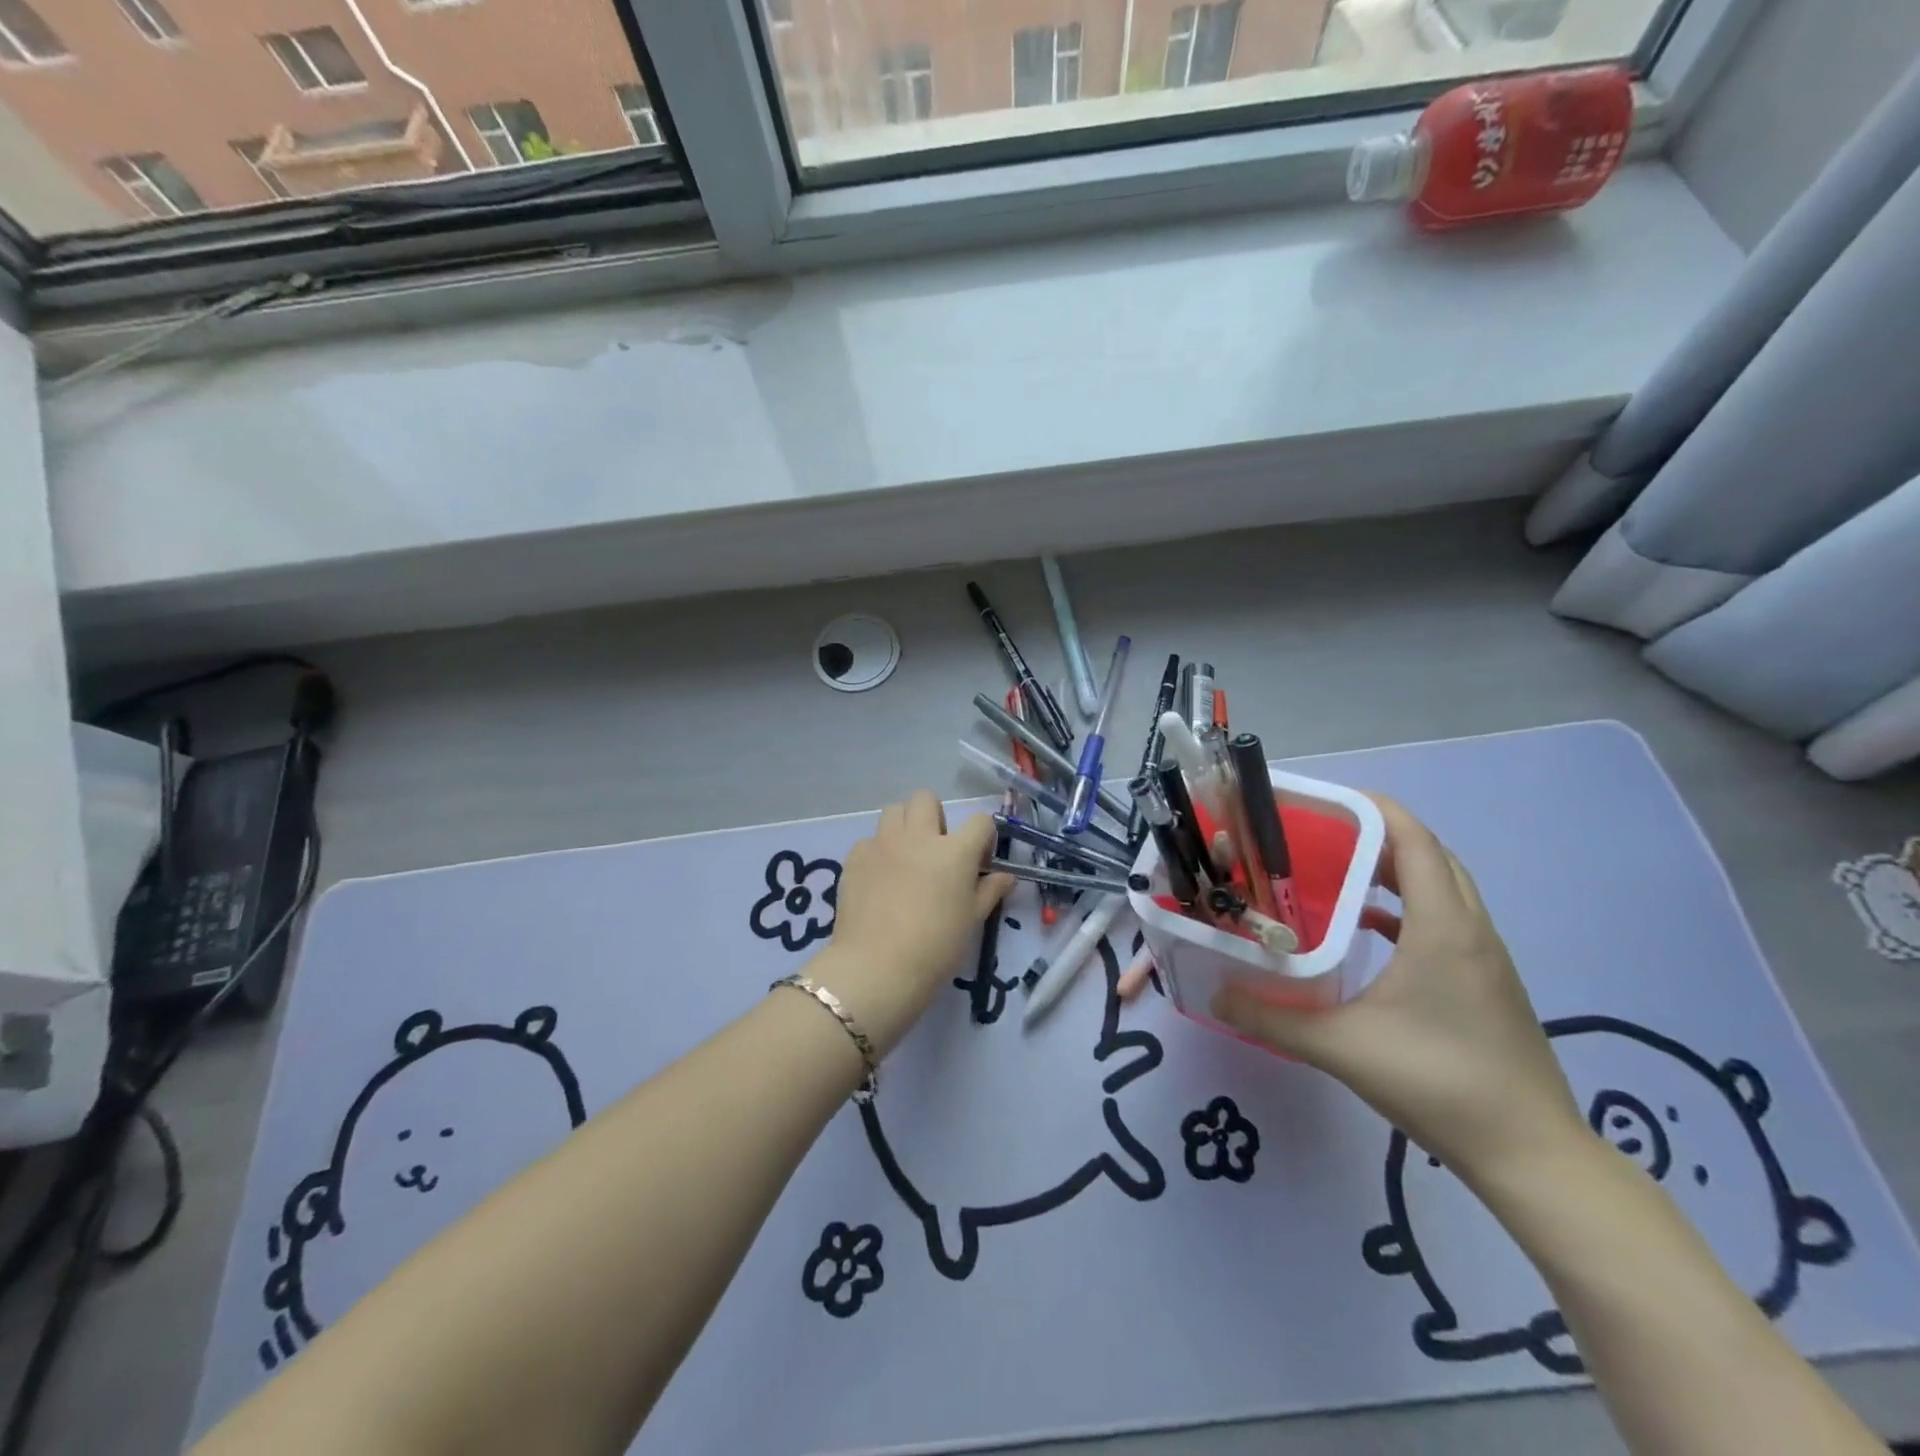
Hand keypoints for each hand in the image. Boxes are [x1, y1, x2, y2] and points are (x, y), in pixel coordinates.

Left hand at [810, 791, 1011, 1057]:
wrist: (878, 967)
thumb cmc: (936, 947)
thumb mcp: (972, 920)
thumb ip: (990, 891)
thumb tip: (1006, 876)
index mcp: (954, 850)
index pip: (980, 821)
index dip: (983, 837)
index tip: (979, 860)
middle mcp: (918, 836)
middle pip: (926, 799)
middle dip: (935, 816)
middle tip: (936, 850)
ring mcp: (883, 843)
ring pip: (894, 811)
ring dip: (904, 826)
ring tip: (905, 857)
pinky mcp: (855, 857)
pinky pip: (869, 840)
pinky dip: (878, 852)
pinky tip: (879, 879)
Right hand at [1212, 793, 1586, 1189]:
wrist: (1531, 1154)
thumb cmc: (1438, 1082)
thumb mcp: (1340, 1047)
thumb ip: (1272, 1017)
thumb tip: (1215, 995)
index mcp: (1442, 926)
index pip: (1415, 840)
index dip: (1373, 809)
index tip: (1324, 802)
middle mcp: (1470, 929)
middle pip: (1429, 855)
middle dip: (1378, 834)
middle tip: (1321, 836)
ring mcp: (1486, 956)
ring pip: (1443, 886)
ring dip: (1397, 869)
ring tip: (1340, 871)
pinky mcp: (1488, 982)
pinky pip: (1447, 919)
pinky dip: (1409, 907)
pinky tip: (1371, 929)